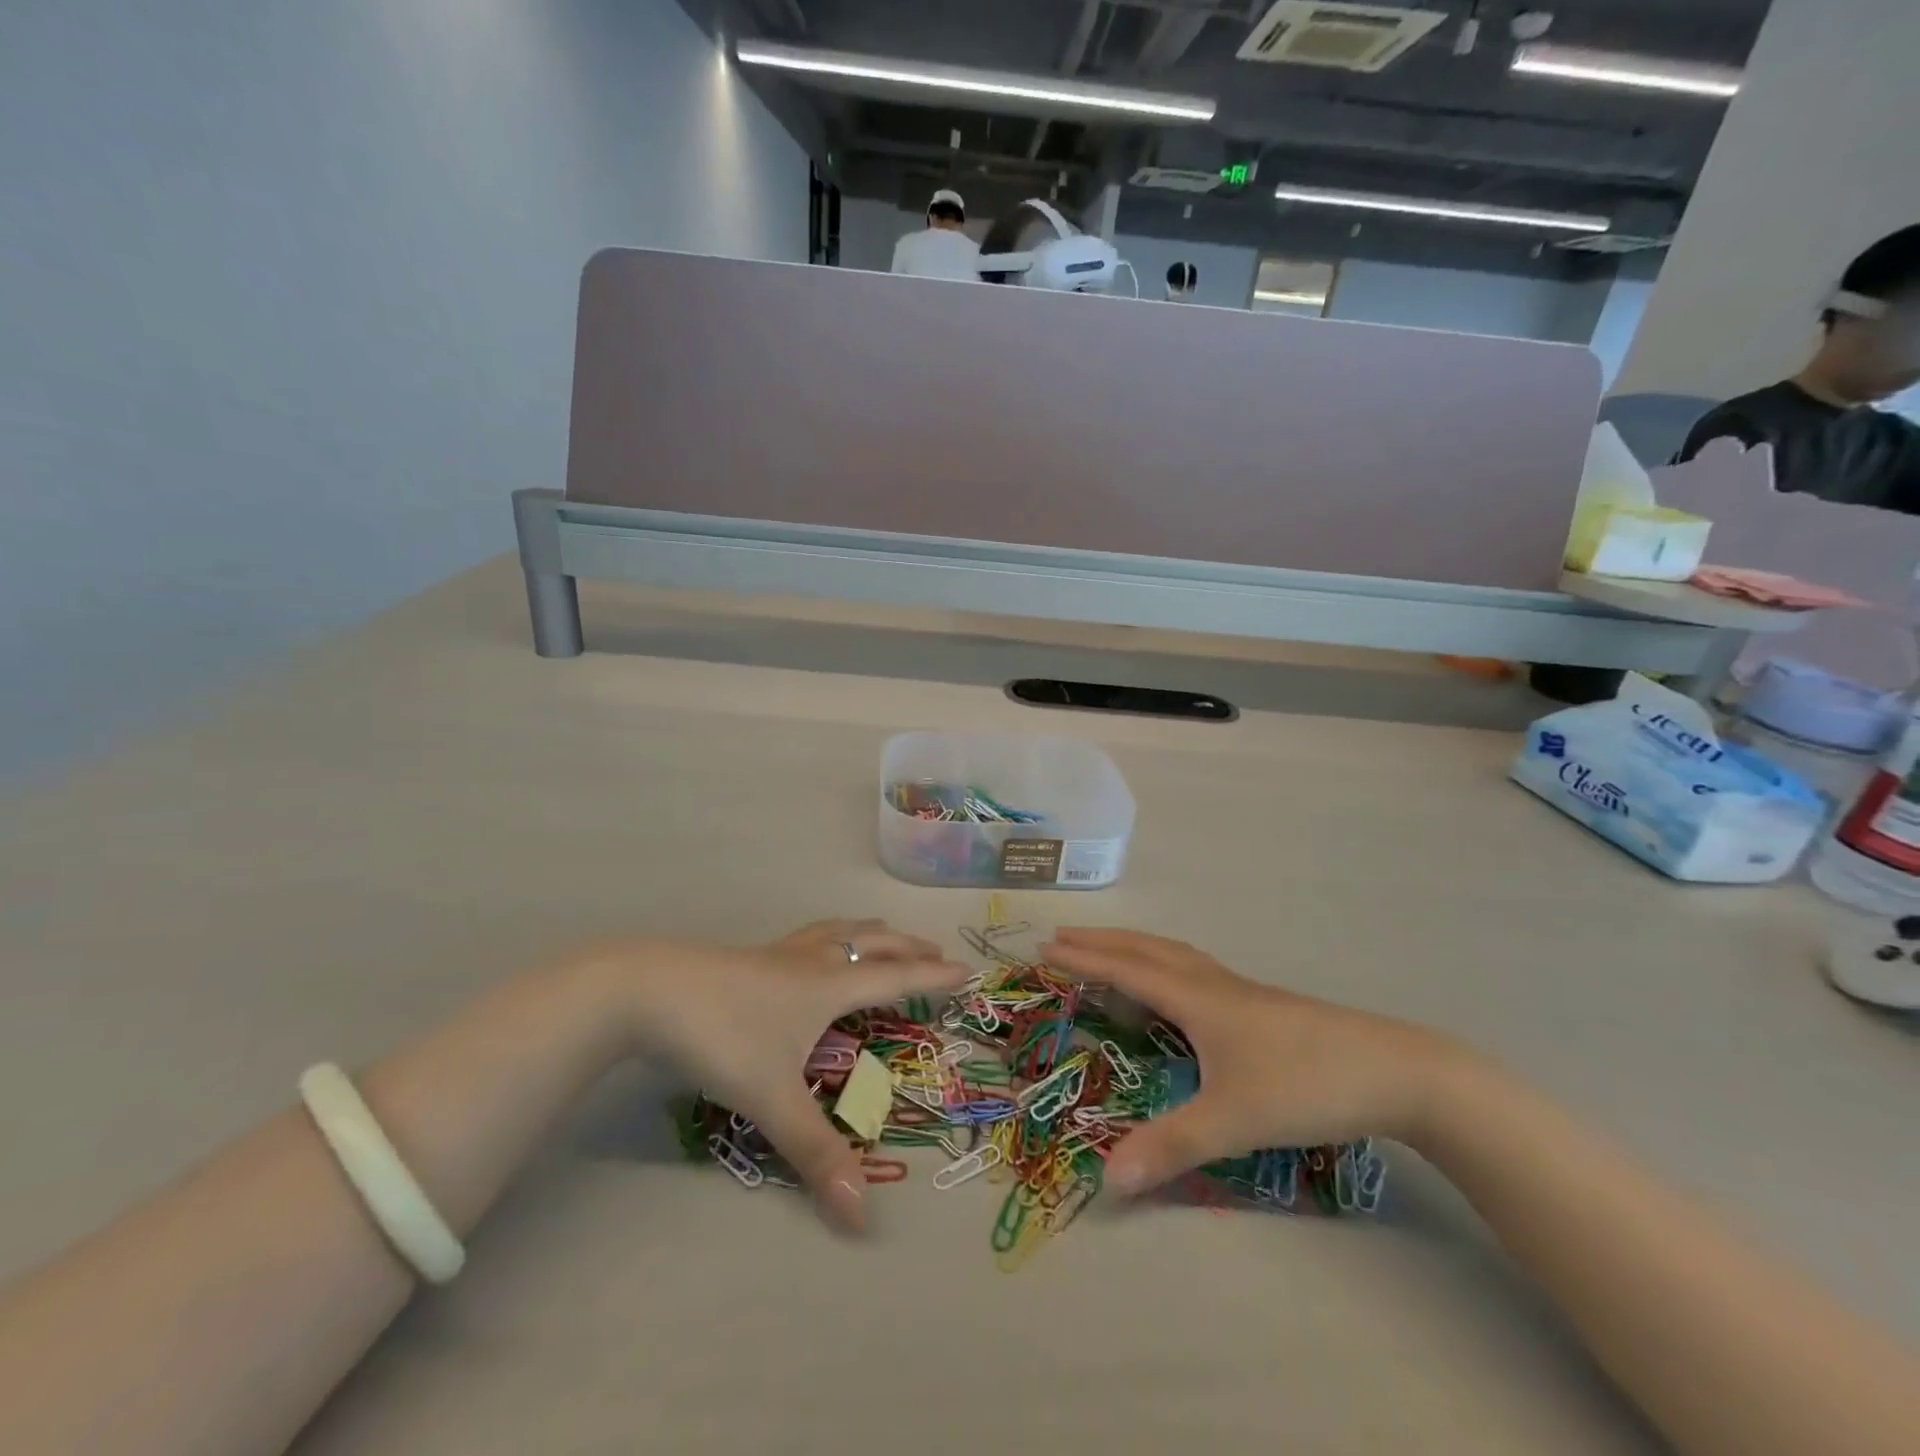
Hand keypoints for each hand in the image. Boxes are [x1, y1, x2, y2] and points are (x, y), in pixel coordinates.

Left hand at [602, 920, 965, 1231]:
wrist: (648, 990)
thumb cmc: (722, 1035)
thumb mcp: (771, 1098)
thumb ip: (816, 1153)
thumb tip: (863, 1214)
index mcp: (830, 985)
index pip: (896, 977)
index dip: (933, 976)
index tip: (966, 969)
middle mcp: (813, 961)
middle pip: (872, 944)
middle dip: (907, 947)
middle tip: (933, 949)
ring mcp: (780, 953)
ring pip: (838, 931)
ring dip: (870, 932)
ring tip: (884, 933)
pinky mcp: (752, 955)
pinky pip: (810, 936)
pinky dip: (832, 935)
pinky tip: (812, 949)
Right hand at [1040, 928, 1460, 1197]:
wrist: (1396, 1071)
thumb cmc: (1305, 1085)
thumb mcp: (1233, 1122)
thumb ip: (1170, 1147)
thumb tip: (1107, 1179)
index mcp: (1197, 999)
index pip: (1126, 970)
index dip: (1084, 960)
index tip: (1045, 948)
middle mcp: (1213, 984)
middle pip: (1147, 949)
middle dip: (1102, 942)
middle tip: (1063, 937)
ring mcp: (1242, 991)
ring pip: (1175, 954)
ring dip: (1135, 946)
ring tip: (1111, 951)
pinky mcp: (1263, 1005)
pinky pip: (1196, 969)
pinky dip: (1166, 963)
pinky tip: (1179, 988)